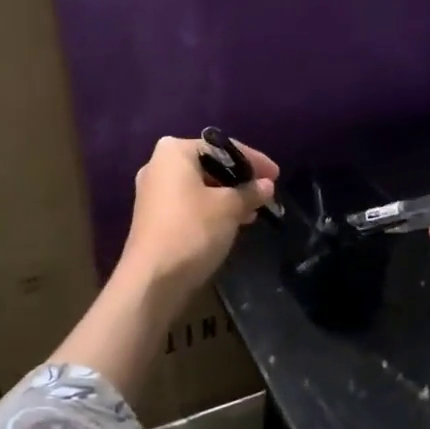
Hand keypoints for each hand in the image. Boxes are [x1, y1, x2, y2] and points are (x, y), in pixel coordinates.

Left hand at [118, 136, 279, 299]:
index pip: (221, 148)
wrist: (152, 280)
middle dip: (239, 179)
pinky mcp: (154, 217)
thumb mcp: (229, 207)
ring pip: (200, 187)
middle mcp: (158, 165)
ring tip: (255, 211)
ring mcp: (153, 192)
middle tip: (266, 193)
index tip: (277, 175)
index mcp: (173, 151)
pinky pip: (190, 203)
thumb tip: (266, 185)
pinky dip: (212, 209)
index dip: (253, 160)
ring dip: (228, 196)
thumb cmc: (192, 230)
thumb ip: (250, 191)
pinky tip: (234, 222)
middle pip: (209, 165)